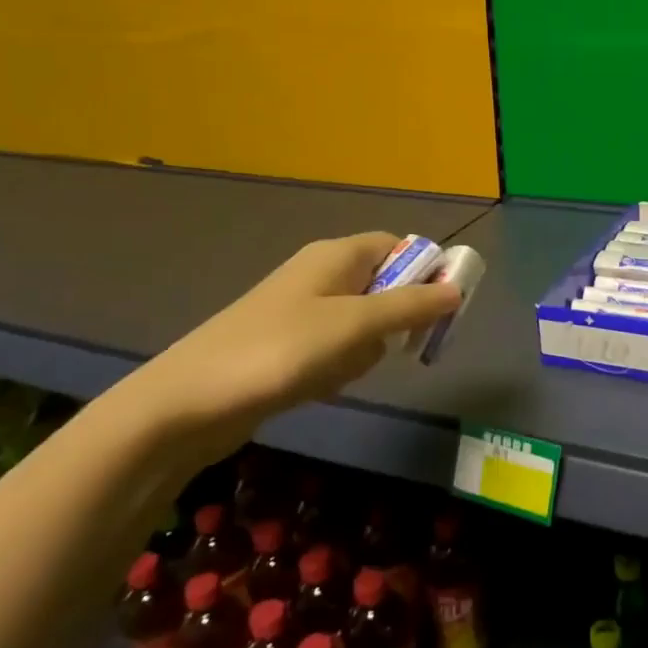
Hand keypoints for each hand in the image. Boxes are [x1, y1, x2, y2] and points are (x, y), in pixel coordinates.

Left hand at [135, 233, 461, 437]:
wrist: (191, 402)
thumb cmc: (282, 350)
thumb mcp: (357, 325)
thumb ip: (411, 306)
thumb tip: (456, 289)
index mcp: (337, 254)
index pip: (399, 246)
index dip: (427, 271)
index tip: (444, 308)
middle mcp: (321, 274)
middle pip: (385, 286)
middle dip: (395, 320)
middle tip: (390, 347)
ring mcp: (302, 310)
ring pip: (364, 324)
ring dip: (365, 349)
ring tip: (340, 370)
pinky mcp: (288, 344)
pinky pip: (336, 348)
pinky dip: (339, 366)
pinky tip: (321, 384)